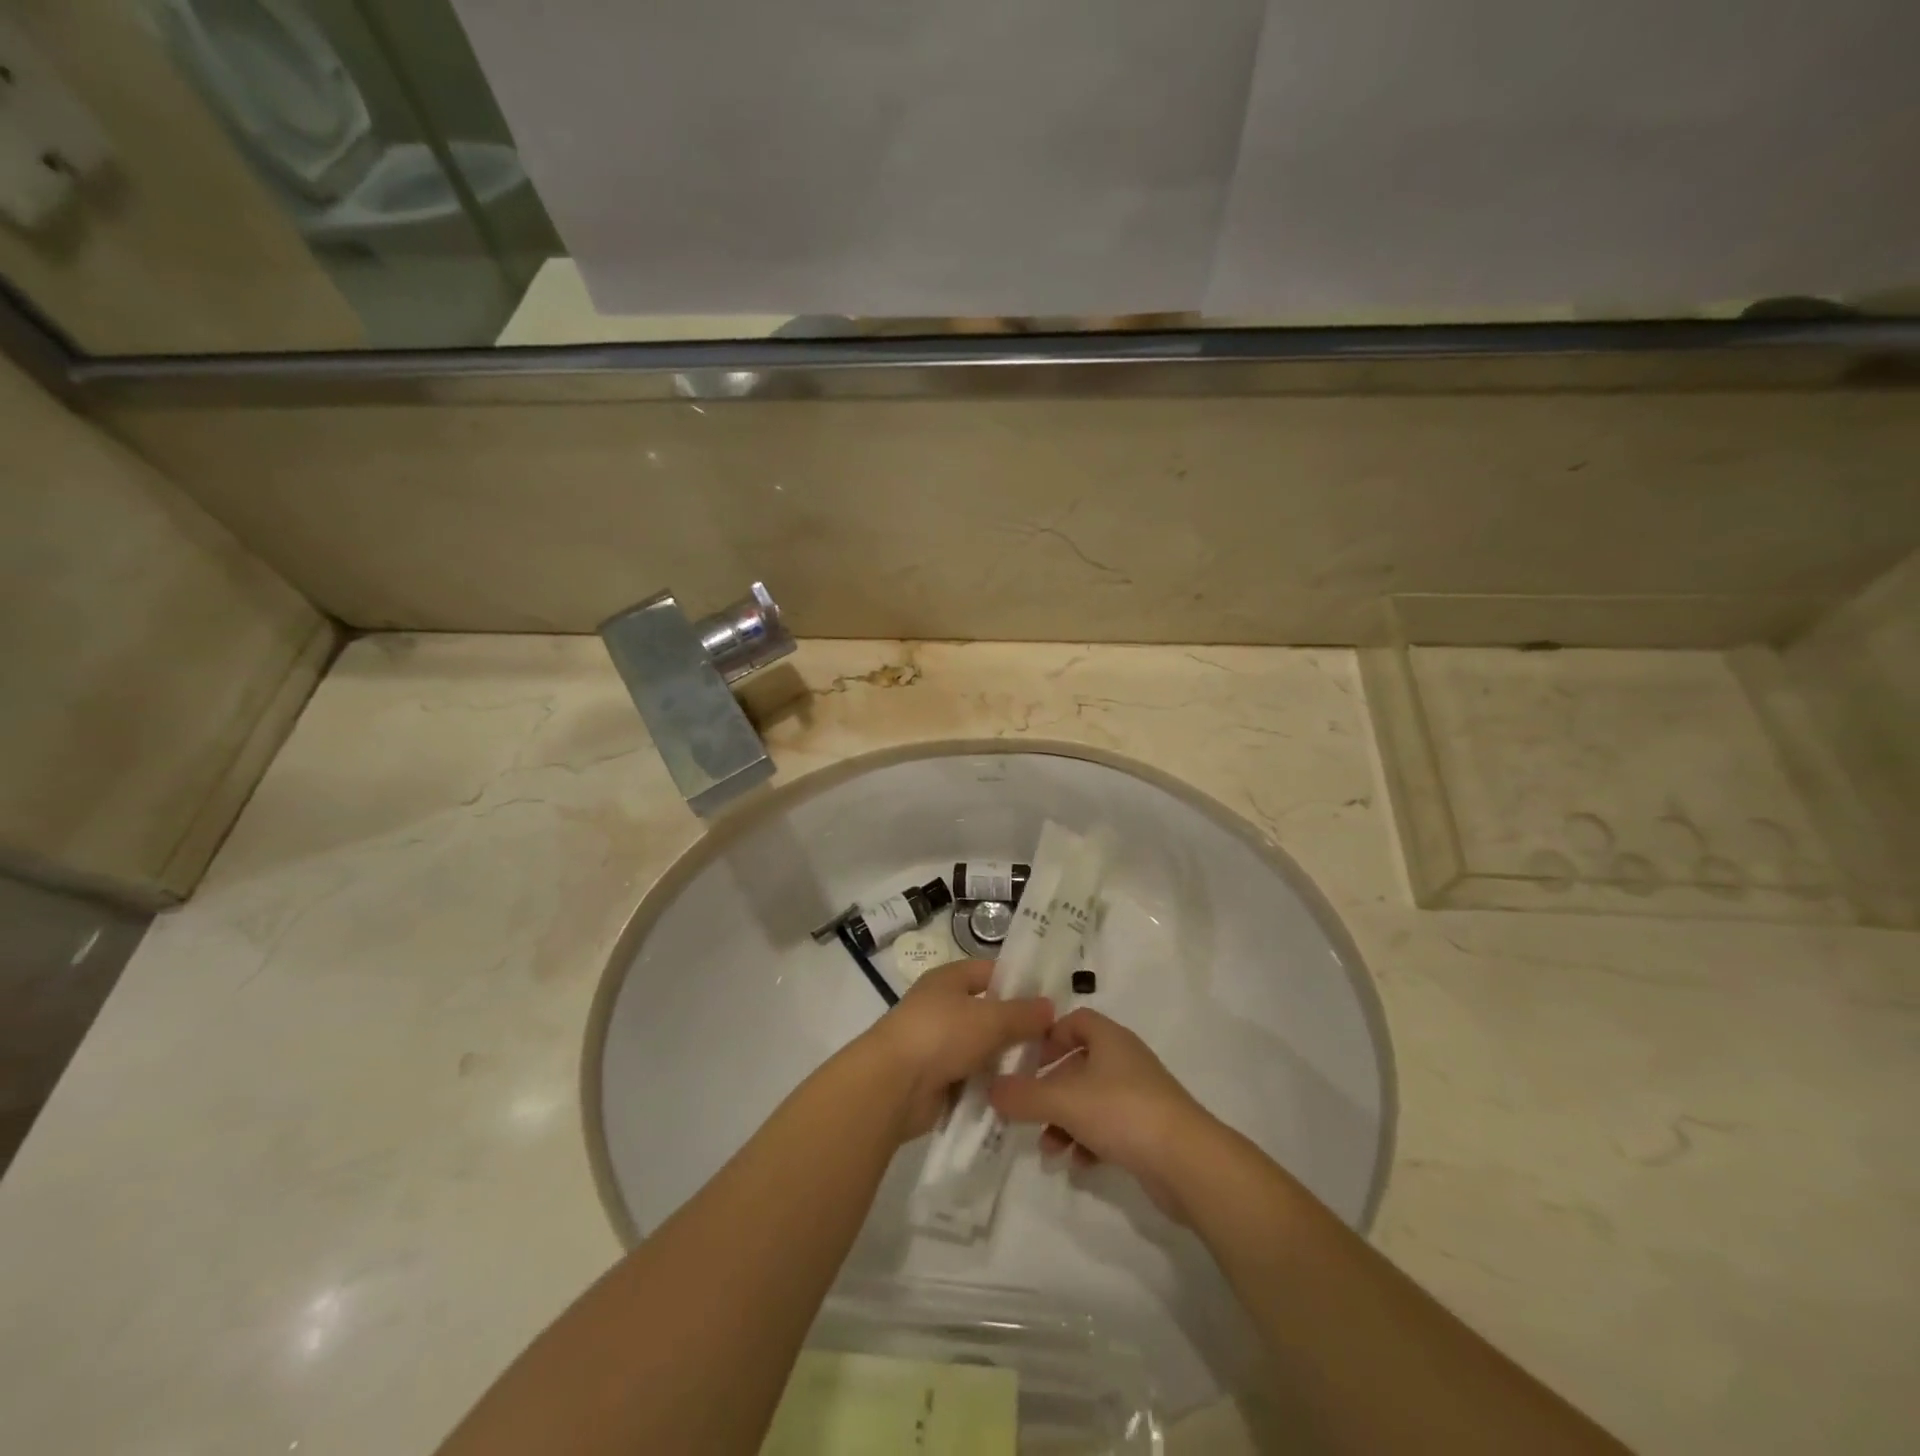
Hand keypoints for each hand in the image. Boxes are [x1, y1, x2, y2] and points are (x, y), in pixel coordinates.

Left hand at [854, 960, 1053, 1141]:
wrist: (892, 1085)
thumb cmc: (941, 1035)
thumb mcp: (990, 1019)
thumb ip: (1023, 1014)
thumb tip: (1050, 1007)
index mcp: (949, 979)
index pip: (990, 971)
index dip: (1019, 981)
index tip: (1050, 999)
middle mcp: (942, 1006)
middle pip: (987, 1012)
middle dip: (1016, 1026)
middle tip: (1054, 1041)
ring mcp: (937, 1043)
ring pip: (981, 1047)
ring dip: (1003, 1059)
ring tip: (1041, 1070)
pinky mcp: (936, 1078)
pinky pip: (970, 1077)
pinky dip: (988, 1084)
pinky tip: (1015, 1092)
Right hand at [989, 1008, 1216, 1220]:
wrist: (1187, 1161)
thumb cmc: (1122, 1112)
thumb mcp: (1064, 1101)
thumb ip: (1023, 1095)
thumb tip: (991, 1089)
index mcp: (1110, 1039)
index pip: (1075, 1021)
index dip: (1049, 1037)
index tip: (1026, 1061)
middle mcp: (1125, 1060)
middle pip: (1079, 1064)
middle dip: (1051, 1089)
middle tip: (1028, 1110)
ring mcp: (1140, 1095)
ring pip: (1091, 1100)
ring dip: (1066, 1121)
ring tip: (1049, 1148)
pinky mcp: (1149, 1129)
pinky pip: (1109, 1128)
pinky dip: (1089, 1142)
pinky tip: (1078, 1164)